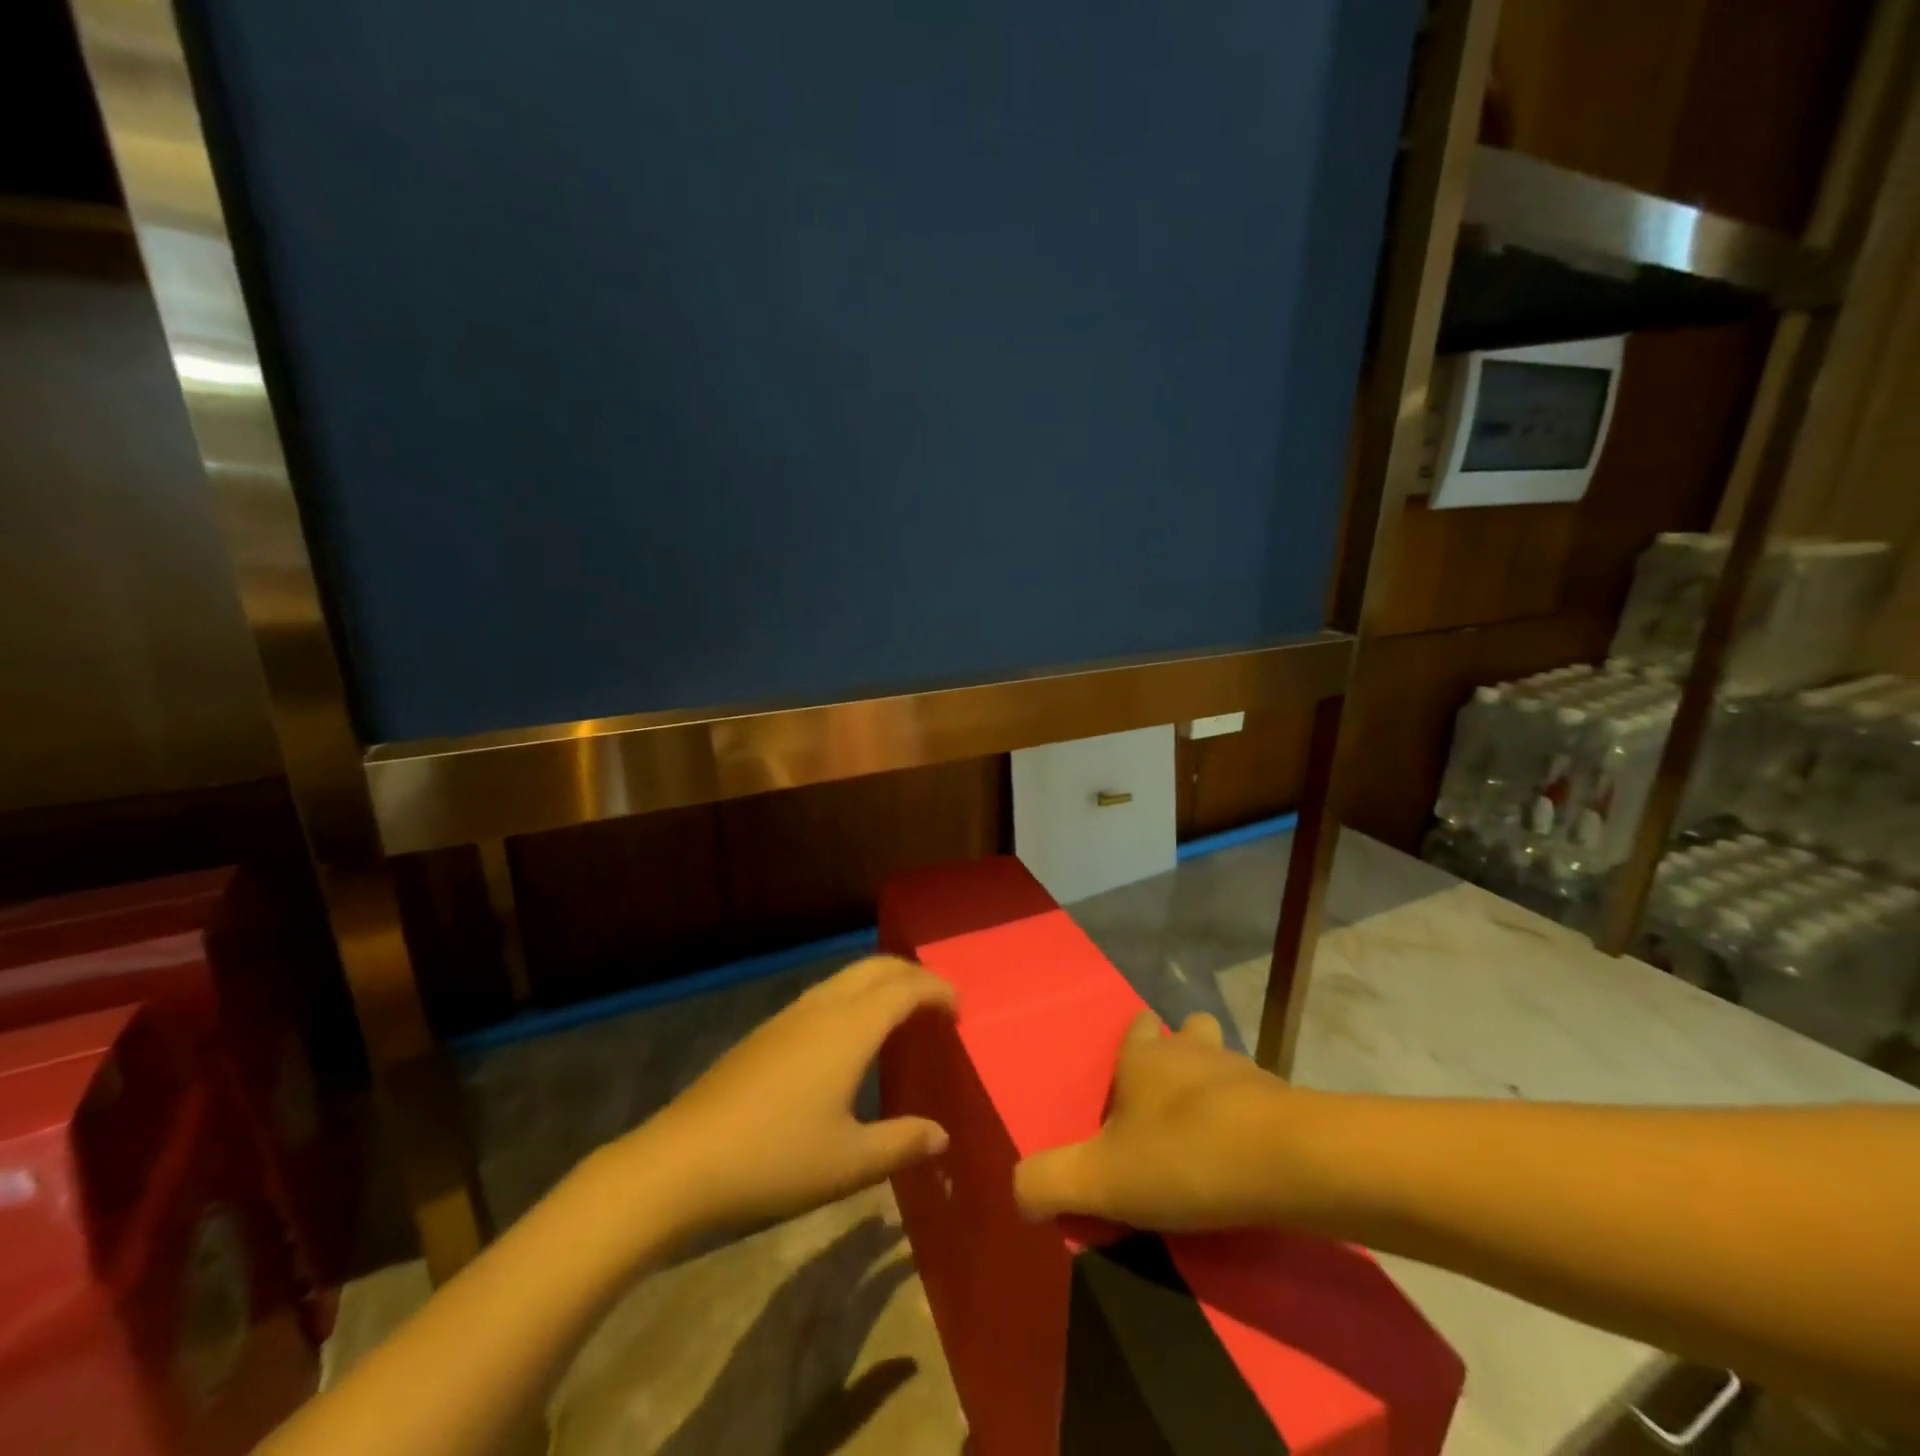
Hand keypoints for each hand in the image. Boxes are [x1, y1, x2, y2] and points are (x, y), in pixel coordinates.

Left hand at [622, 956, 957, 1235]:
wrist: (681, 1161)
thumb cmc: (774, 1160)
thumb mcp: (848, 1163)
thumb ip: (902, 1144)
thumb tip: (942, 1135)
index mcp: (849, 1028)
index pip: (905, 988)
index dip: (937, 990)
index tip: (960, 1009)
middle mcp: (822, 1008)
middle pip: (876, 967)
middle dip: (911, 974)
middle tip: (936, 1002)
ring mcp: (789, 1016)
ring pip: (847, 977)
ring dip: (880, 982)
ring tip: (900, 1014)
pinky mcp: (767, 1032)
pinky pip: (825, 994)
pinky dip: (854, 997)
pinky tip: (850, 1037)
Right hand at [1014, 1009, 1294, 1231]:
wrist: (1284, 1161)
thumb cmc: (1182, 1155)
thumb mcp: (1100, 1179)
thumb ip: (1050, 1180)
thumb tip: (1016, 1189)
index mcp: (1144, 1056)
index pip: (1137, 1025)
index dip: (1134, 1041)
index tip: (1129, 1071)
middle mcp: (1191, 1049)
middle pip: (1187, 1031)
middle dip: (1180, 1051)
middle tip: (1170, 1097)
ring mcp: (1241, 1068)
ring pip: (1224, 1060)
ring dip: (1216, 1082)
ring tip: (1210, 1126)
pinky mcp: (1283, 1099)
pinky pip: (1259, 1097)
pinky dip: (1250, 1115)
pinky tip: (1248, 1152)